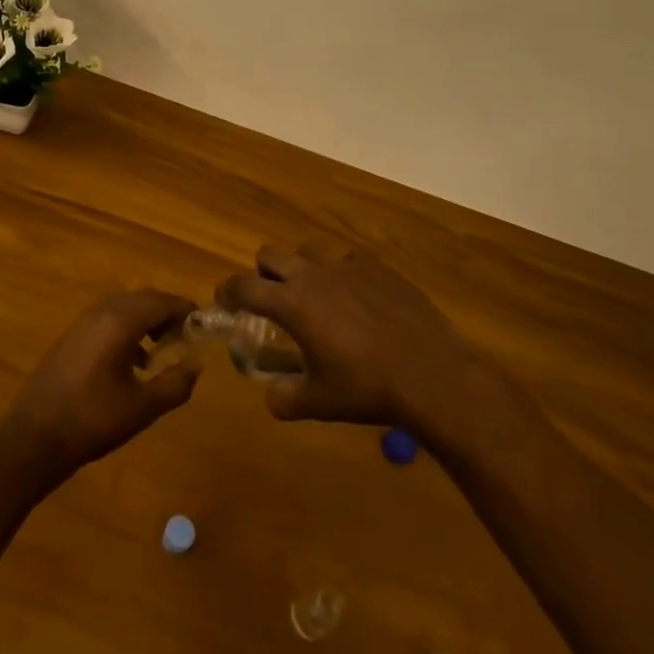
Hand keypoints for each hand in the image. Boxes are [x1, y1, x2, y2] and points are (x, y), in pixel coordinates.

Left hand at [0, 290, 201, 486]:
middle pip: (143, 299)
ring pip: (124, 308)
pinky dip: (127, 329)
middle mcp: (100, 312)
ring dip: (147, 321)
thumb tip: (196, 365)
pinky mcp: (71, 336)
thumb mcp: (142, 407)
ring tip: (163, 349)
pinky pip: (108, 319)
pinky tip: (133, 361)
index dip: (185, 310)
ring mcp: (82, 322)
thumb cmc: (93, 420)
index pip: (162, 301)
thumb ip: (175, 384)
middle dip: (167, 313)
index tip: (204, 325)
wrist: (34, 437)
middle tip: (187, 336)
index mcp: (120, 321)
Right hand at [218, 243, 479, 426]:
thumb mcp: (319, 403)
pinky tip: (356, 298)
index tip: (224, 300)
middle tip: (270, 298)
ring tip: (314, 294)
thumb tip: (272, 398)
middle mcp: (313, 275)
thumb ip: (285, 398)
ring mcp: (347, 266)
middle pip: (270, 255)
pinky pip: (348, 259)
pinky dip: (342, 273)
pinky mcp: (377, 267)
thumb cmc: (366, 388)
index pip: (243, 286)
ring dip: (301, 267)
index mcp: (291, 303)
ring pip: (308, 250)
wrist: (430, 374)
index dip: (228, 292)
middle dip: (262, 273)